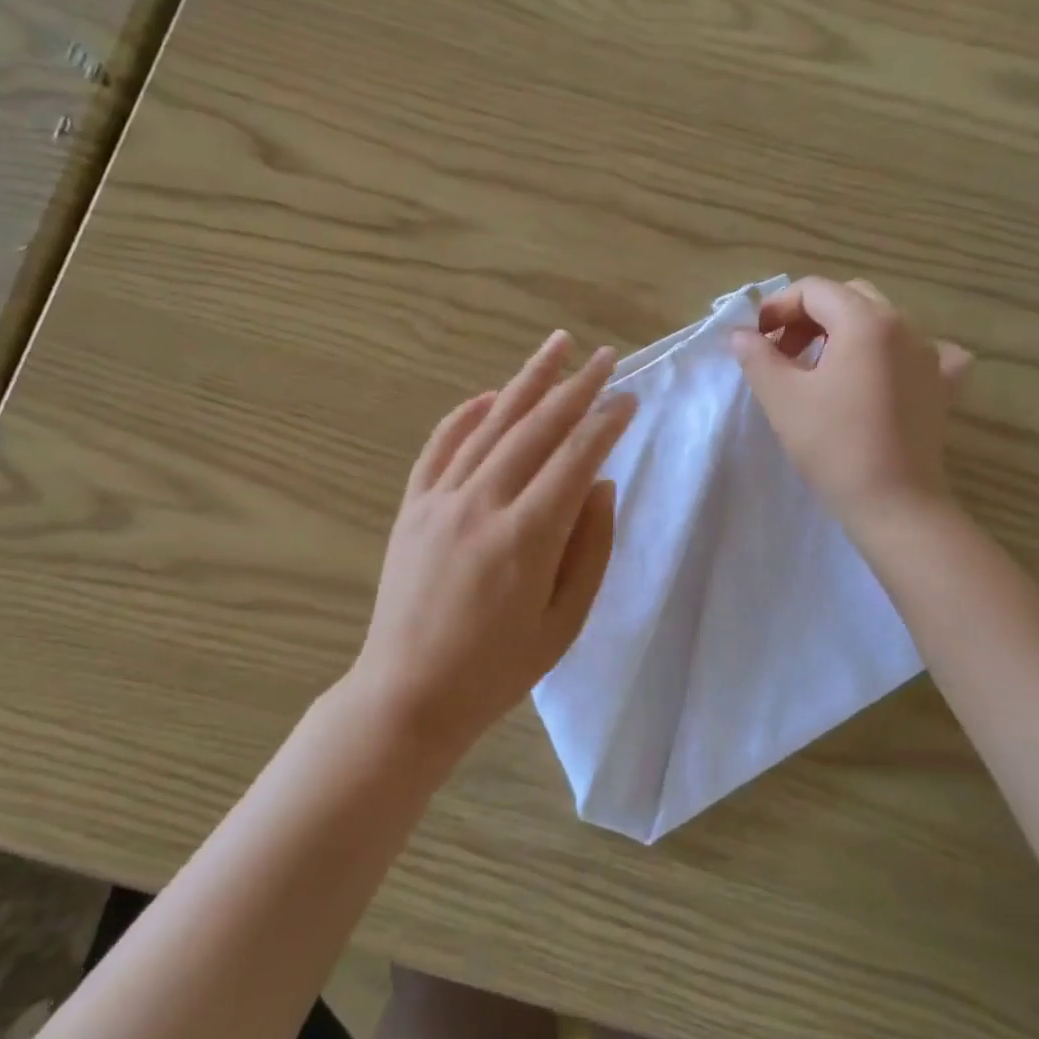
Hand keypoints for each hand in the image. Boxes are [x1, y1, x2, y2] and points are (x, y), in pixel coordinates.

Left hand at [352, 331, 637, 755]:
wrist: (409, 693)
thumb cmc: (497, 668)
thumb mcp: (564, 621)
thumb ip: (590, 548)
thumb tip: (601, 484)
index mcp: (526, 538)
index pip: (575, 459)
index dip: (605, 423)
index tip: (628, 398)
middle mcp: (482, 504)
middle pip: (536, 428)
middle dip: (575, 388)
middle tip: (604, 357)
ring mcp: (440, 500)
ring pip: (490, 424)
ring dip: (526, 381)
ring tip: (555, 346)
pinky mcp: (413, 506)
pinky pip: (441, 445)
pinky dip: (466, 413)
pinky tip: (489, 394)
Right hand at [732, 277, 970, 537]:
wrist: (894, 502)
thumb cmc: (833, 445)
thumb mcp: (782, 397)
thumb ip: (757, 356)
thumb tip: (741, 335)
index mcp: (865, 321)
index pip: (814, 290)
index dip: (778, 307)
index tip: (757, 340)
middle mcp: (904, 325)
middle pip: (849, 298)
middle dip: (810, 317)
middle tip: (784, 353)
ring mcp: (931, 355)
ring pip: (882, 322)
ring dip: (845, 333)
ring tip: (822, 368)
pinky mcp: (943, 385)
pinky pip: (922, 351)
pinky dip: (896, 353)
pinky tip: (885, 375)